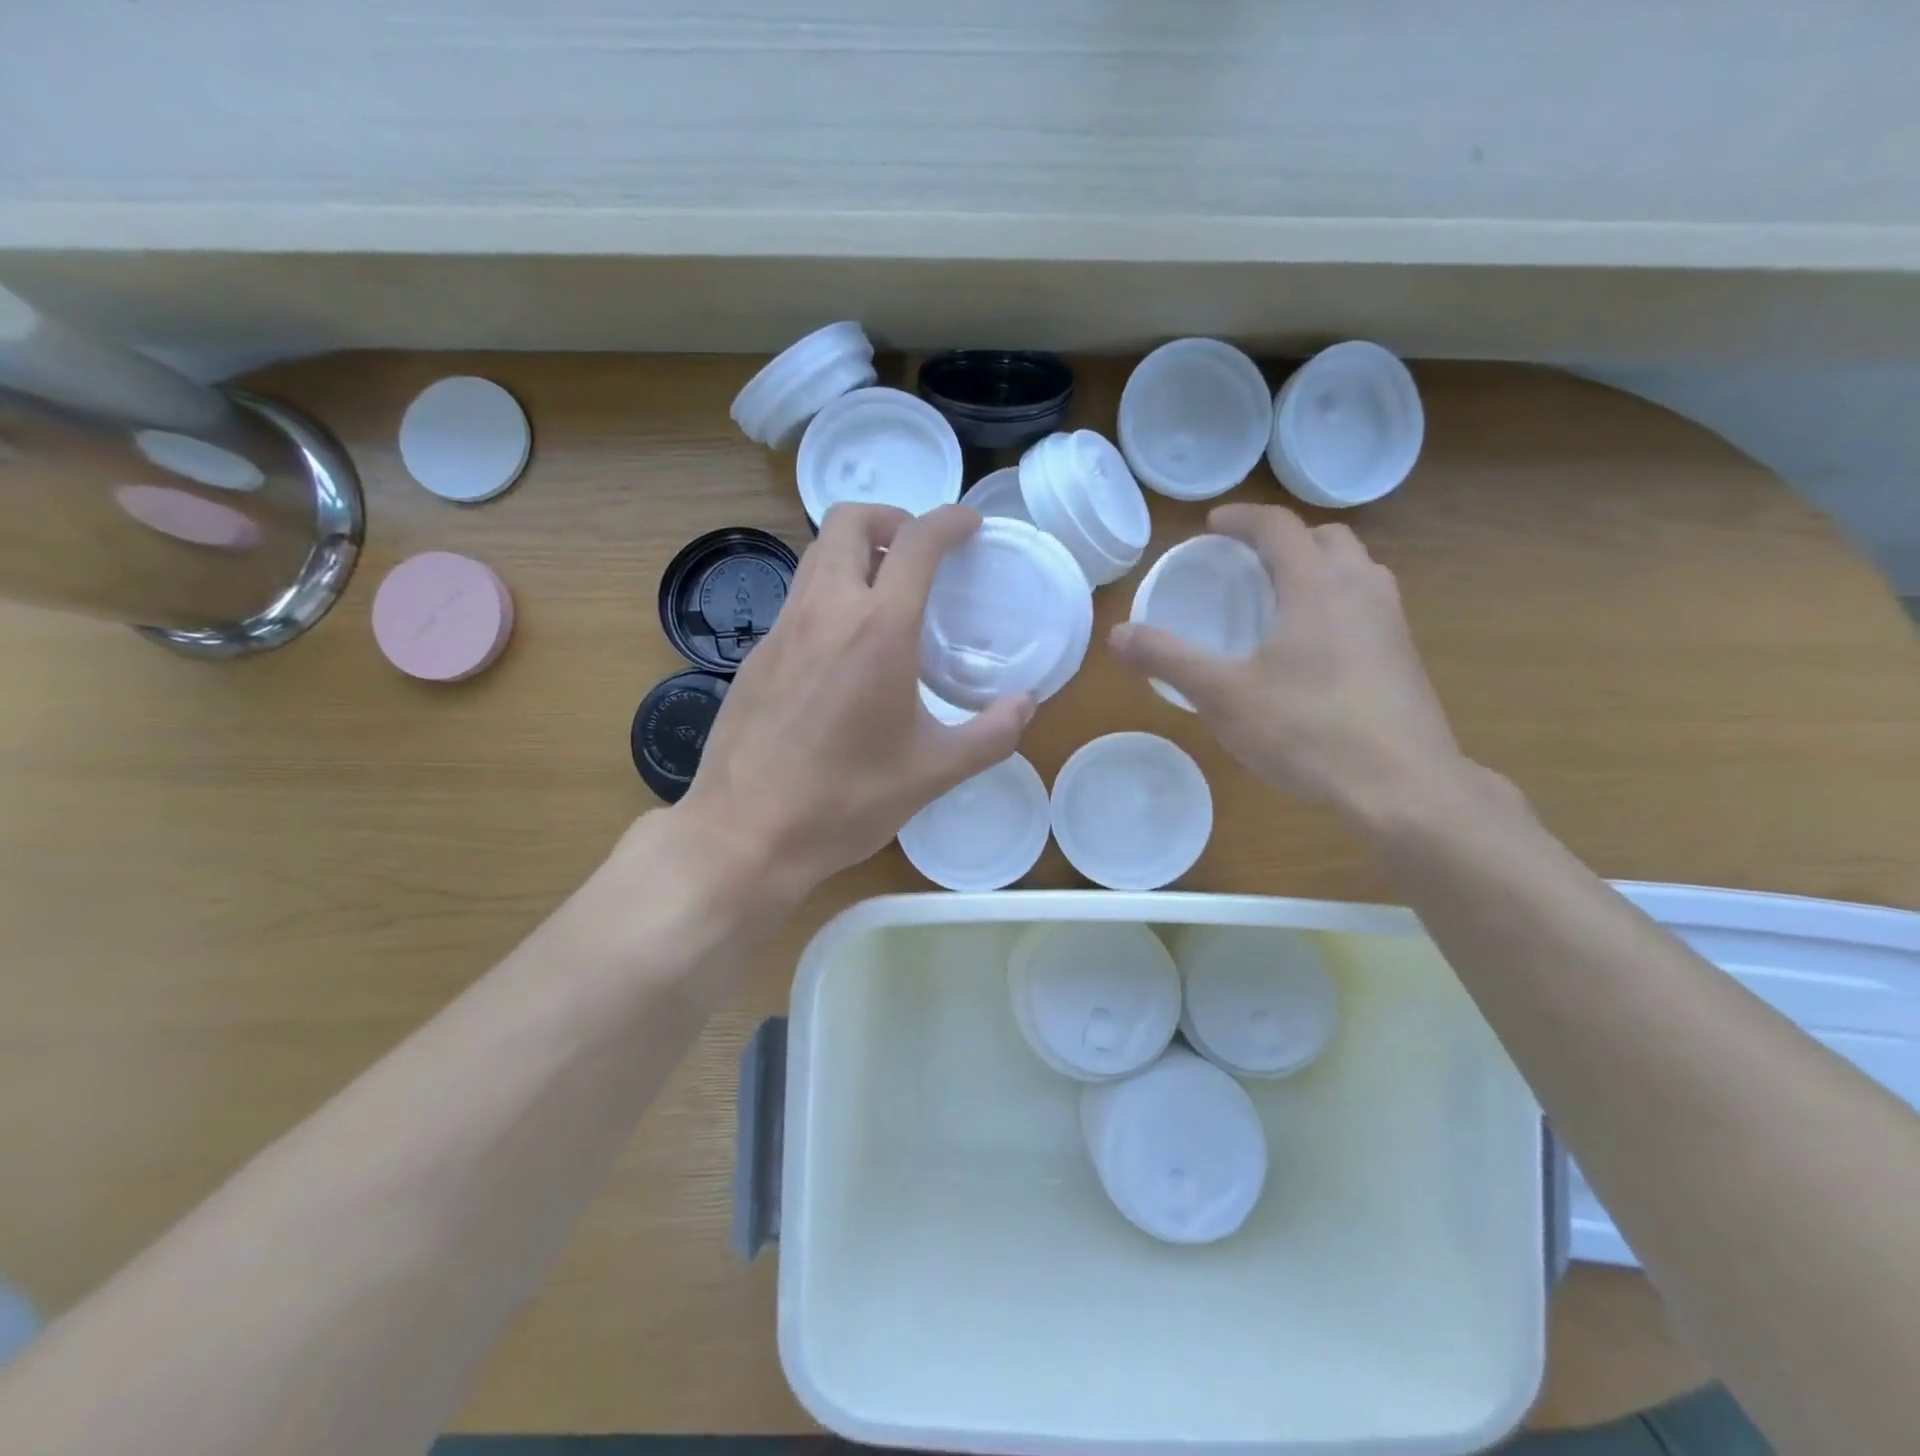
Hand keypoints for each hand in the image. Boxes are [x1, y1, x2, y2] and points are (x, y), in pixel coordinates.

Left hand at [674, 504, 1033, 900]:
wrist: (746, 832)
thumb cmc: (846, 801)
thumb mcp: (933, 772)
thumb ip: (991, 734)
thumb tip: (1026, 704)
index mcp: (878, 629)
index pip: (916, 541)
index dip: (949, 521)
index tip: (970, 527)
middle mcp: (825, 611)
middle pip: (849, 521)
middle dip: (891, 517)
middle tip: (920, 551)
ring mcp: (782, 629)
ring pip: (816, 555)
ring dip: (855, 551)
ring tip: (886, 590)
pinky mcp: (756, 654)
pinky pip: (798, 597)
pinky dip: (829, 592)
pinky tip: (844, 646)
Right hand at [1109, 503, 1470, 821]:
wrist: (1404, 785)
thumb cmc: (1308, 729)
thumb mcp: (1223, 696)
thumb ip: (1168, 660)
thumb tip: (1117, 634)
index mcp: (1317, 584)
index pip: (1279, 526)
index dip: (1242, 518)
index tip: (1212, 525)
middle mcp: (1361, 589)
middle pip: (1325, 538)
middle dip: (1284, 540)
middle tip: (1247, 563)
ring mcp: (1392, 622)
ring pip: (1355, 570)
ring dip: (1316, 568)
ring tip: (1280, 600)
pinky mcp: (1405, 656)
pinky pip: (1367, 605)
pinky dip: (1336, 602)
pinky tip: (1313, 649)